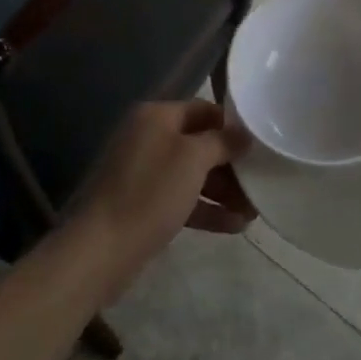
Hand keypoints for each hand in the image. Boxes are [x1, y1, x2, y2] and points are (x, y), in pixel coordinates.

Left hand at [67, 100, 254, 296]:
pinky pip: (182, 198)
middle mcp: (148, 137)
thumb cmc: (150, 193)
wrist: (100, 250)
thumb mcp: (193, 159)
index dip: (231, 124)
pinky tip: (234, 226)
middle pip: (199, 143)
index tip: (259, 143)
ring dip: (223, 190)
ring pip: (193, 174)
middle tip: (260, 181)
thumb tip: (243, 133)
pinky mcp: (143, 204)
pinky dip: (206, 209)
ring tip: (253, 210)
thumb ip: (222, 141)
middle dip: (230, 164)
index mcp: (156, 116)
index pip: (203, 109)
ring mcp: (144, 172)